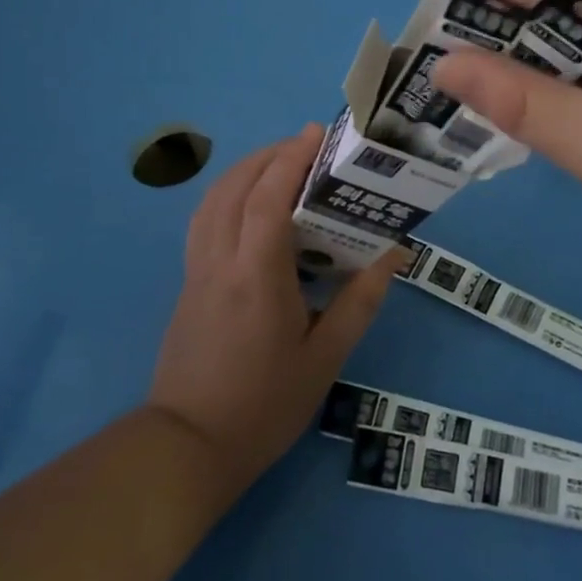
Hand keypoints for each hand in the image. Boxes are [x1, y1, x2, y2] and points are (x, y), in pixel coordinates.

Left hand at [147, 125, 399, 494]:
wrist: (189, 447)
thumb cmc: (264, 404)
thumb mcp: (325, 358)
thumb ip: (359, 302)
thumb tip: (394, 255)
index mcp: (256, 276)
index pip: (267, 199)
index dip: (290, 159)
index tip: (315, 134)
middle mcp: (220, 261)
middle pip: (234, 188)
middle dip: (268, 156)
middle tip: (304, 145)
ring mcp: (196, 271)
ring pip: (212, 200)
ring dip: (244, 171)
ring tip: (279, 165)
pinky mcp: (187, 283)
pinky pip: (204, 220)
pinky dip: (226, 195)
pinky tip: (248, 205)